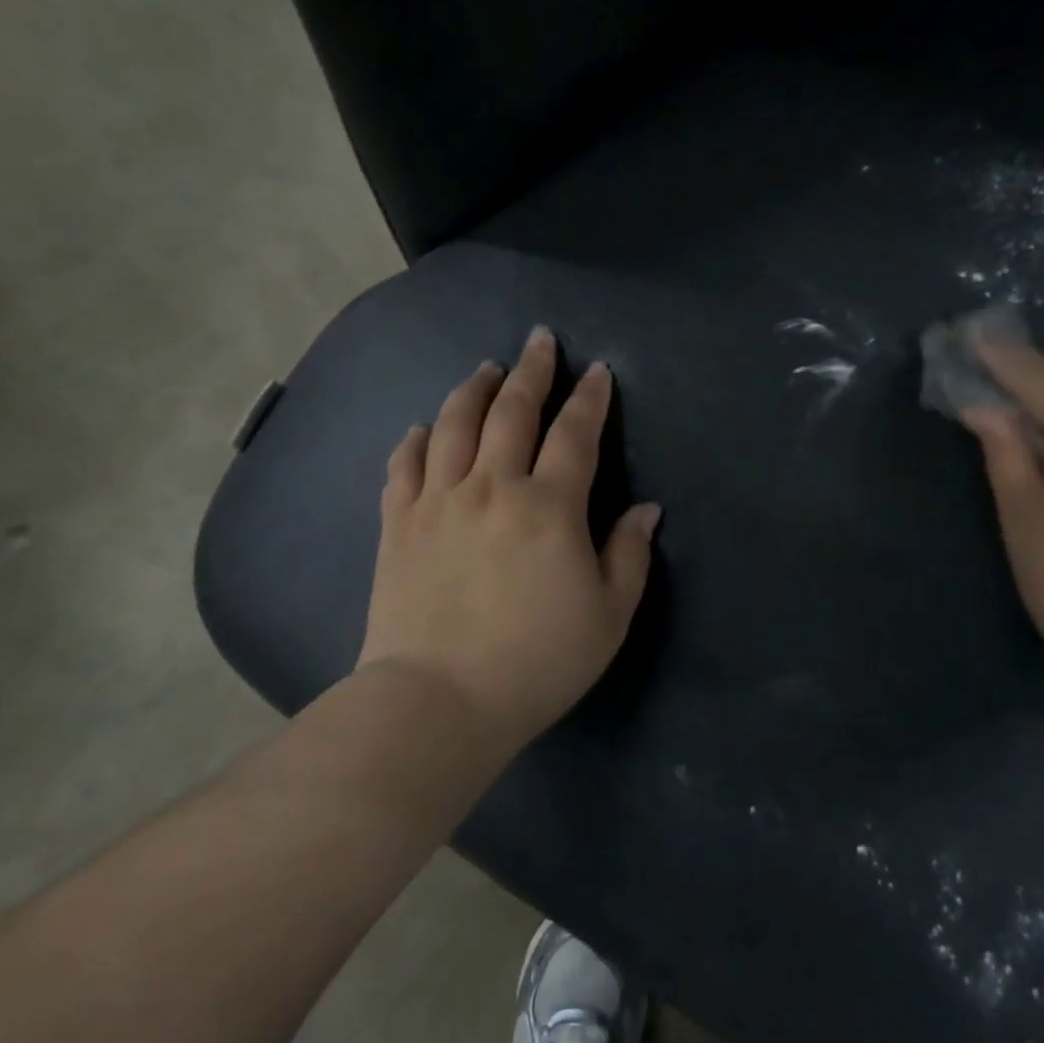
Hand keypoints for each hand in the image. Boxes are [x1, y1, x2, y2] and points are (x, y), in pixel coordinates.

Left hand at [358, 327, 660, 747]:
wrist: (438, 701)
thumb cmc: (536, 662)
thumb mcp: (608, 616)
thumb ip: (629, 555)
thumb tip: (645, 509)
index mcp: (549, 506)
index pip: (574, 435)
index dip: (589, 399)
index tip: (597, 371)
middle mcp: (492, 487)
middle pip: (511, 412)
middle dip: (531, 372)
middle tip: (539, 341)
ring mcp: (438, 502)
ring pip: (453, 426)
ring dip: (473, 391)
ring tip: (485, 369)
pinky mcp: (398, 525)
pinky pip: (404, 467)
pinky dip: (414, 441)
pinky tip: (421, 429)